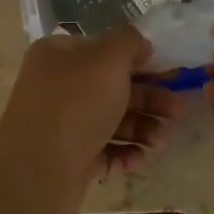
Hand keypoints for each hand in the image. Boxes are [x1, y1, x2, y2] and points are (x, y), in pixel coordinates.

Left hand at [0, 26, 176, 213]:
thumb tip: (141, 43)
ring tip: (161, 141)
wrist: (37, 170)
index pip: (104, 49)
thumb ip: (129, 42)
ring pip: (110, 120)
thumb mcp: (108, 59)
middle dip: (148, 98)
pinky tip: (139, 158)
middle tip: (176, 111)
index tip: (171, 71)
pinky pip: (102, 150)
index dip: (140, 58)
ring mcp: (61, 123)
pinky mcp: (67, 157)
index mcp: (59, 55)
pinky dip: (123, 152)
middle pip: (111, 87)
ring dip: (141, 128)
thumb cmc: (76, 105)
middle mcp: (57, 86)